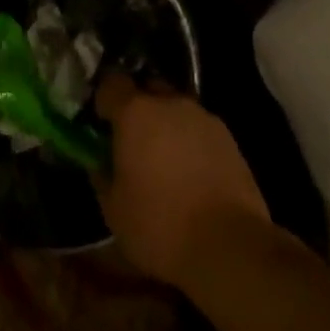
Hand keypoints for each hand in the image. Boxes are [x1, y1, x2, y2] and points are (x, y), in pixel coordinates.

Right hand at [94, 72, 271, 288]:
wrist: (230, 246)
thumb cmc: (161, 226)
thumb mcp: (114, 211)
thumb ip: (102, 176)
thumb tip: (99, 161)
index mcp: (135, 112)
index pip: (111, 83)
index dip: (104, 101)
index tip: (102, 124)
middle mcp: (168, 102)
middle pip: (147, 89)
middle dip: (138, 108)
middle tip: (134, 142)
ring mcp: (201, 116)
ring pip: (175, 108)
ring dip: (166, 124)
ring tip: (166, 161)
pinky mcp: (228, 136)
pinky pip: (199, 127)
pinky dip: (191, 141)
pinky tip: (192, 173)